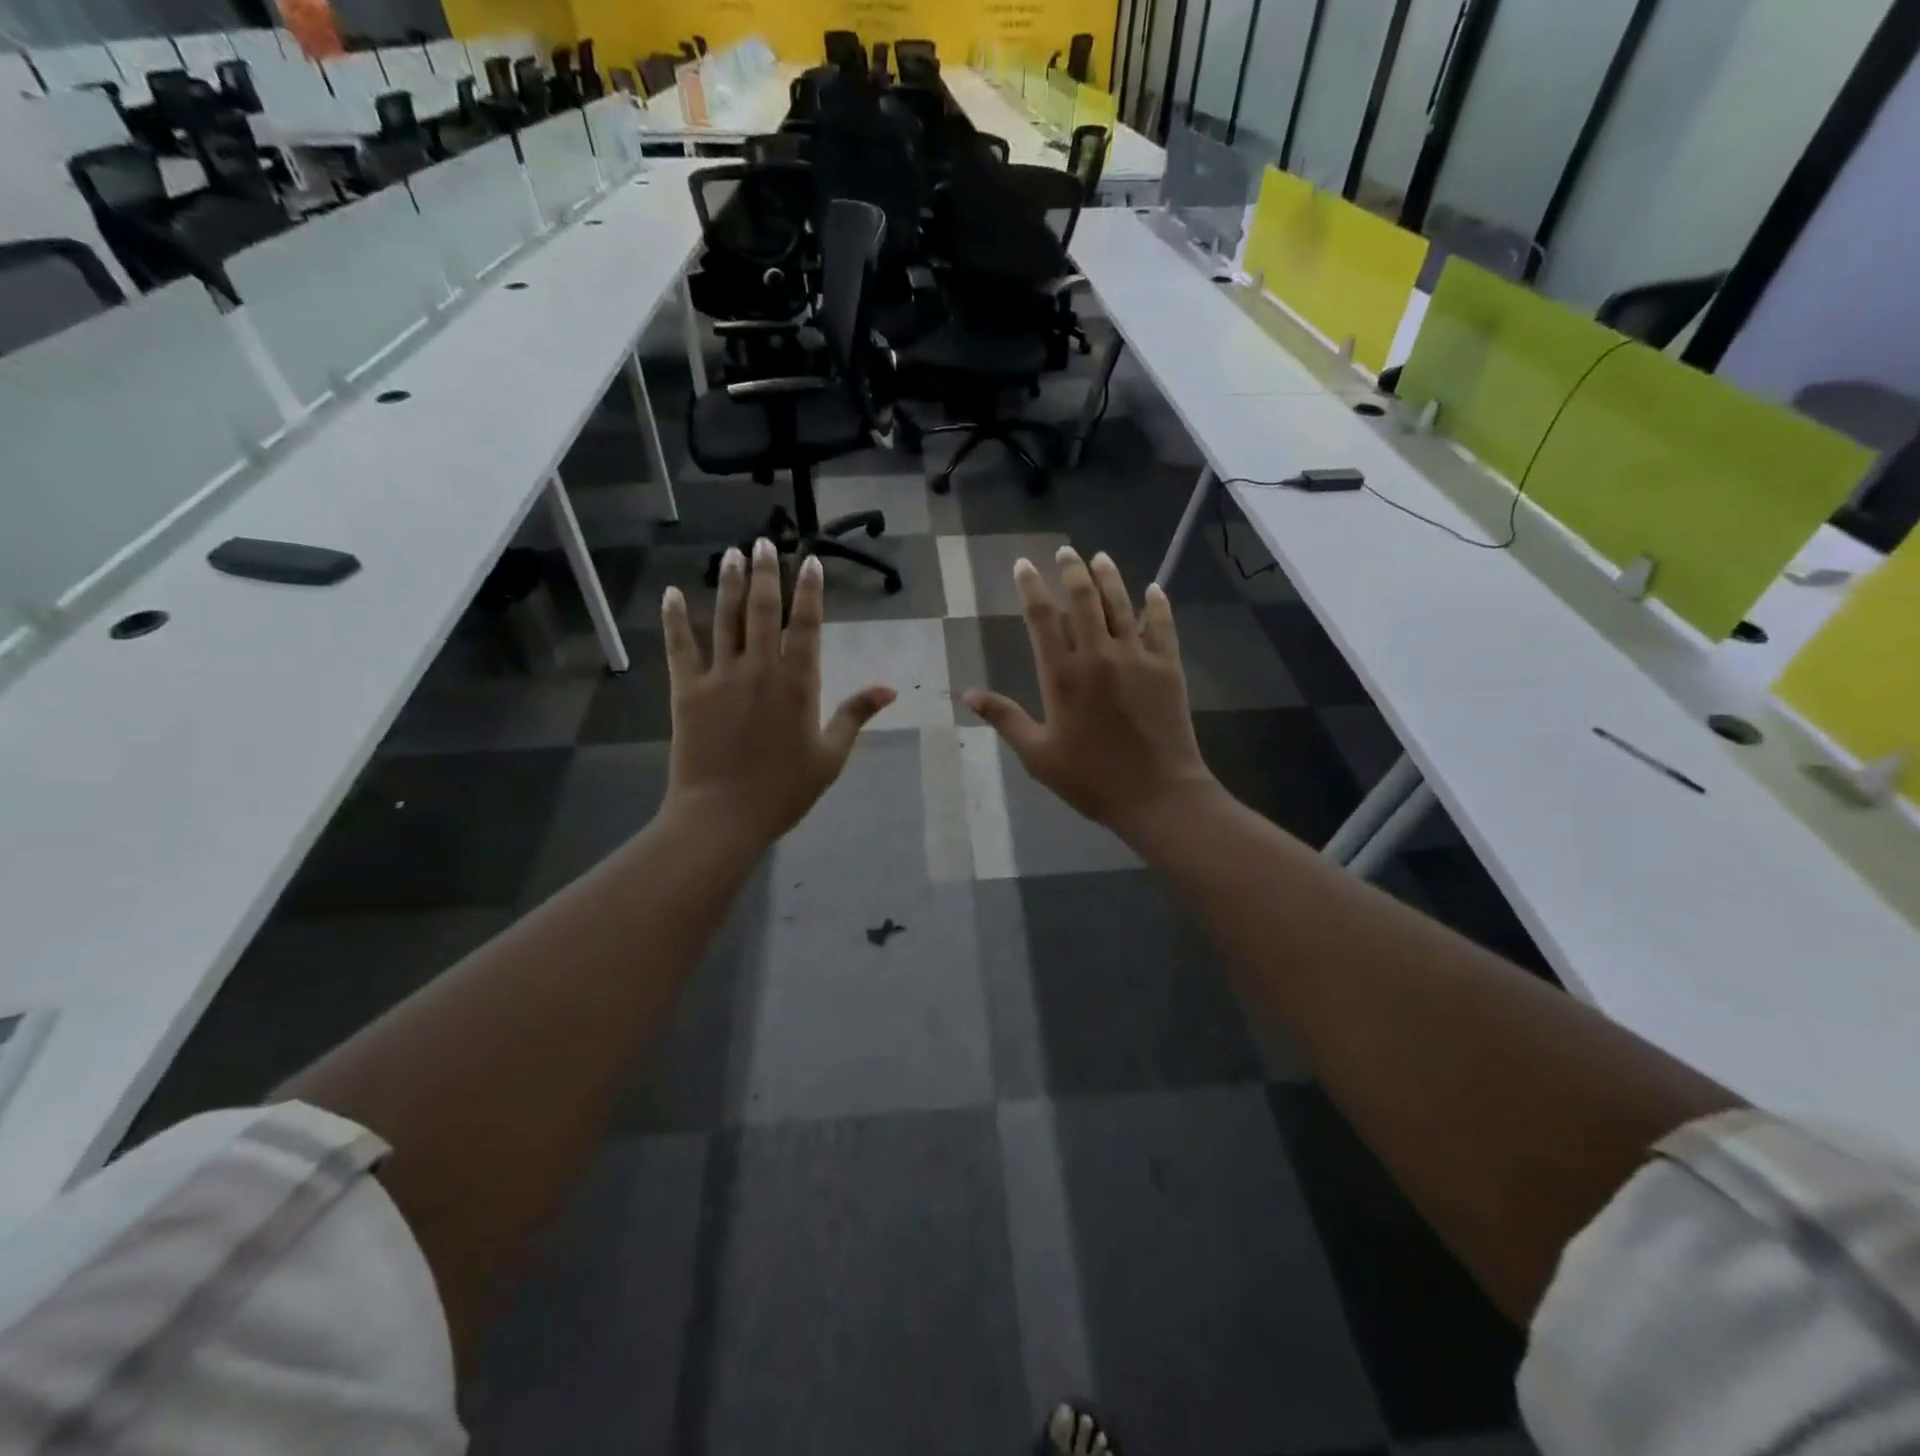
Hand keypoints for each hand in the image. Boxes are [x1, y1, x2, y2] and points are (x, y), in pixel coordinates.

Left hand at [661, 539, 894, 847]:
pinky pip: (680, 646)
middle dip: (767, 573)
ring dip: (730, 584)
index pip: (807, 625)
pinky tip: (672, 593)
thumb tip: (889, 689)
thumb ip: (855, 715)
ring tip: (732, 554)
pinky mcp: (687, 690)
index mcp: (798, 683)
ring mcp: (720, 676)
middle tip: (764, 542)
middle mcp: (760, 668)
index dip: (809, 591)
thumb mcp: (830, 756)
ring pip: (726, 619)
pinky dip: (675, 619)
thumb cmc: (784, 790)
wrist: (723, 816)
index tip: (810, 561)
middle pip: (765, 611)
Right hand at [964, 547, 1220, 845]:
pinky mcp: (1167, 666)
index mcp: (1062, 675)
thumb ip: (1004, 718)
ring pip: (1120, 604)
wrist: (1156, 794)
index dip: (1030, 587)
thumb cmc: (1090, 778)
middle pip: (1082, 599)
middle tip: (1065, 551)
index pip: (1041, 618)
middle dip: (1071, 570)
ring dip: (1108, 577)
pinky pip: (1162, 625)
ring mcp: (1136, 657)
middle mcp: (1098, 655)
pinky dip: (1157, 604)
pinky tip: (1154, 588)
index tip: (1023, 565)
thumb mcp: (1037, 754)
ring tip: (1099, 556)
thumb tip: (967, 694)